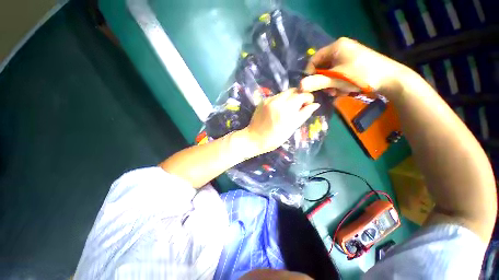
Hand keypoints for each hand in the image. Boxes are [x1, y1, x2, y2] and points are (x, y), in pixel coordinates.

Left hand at [242, 88, 319, 154]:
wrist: (254, 138)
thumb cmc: (275, 138)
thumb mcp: (291, 128)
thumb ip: (304, 114)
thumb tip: (315, 105)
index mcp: (286, 110)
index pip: (302, 95)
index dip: (308, 97)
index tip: (308, 103)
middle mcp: (277, 101)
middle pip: (293, 91)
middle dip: (298, 96)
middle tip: (298, 106)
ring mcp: (268, 100)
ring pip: (284, 93)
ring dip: (289, 98)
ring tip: (287, 109)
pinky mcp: (262, 101)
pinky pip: (275, 96)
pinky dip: (280, 100)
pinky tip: (277, 110)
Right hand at [301, 37, 409, 94]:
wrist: (390, 79)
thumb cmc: (361, 75)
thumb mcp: (336, 79)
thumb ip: (316, 82)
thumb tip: (299, 86)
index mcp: (336, 46)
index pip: (314, 59)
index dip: (309, 73)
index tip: (310, 86)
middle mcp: (341, 49)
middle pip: (322, 66)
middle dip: (322, 81)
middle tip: (326, 90)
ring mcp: (347, 56)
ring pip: (329, 72)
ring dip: (330, 84)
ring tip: (336, 91)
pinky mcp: (352, 64)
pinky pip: (338, 74)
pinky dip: (338, 83)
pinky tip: (343, 89)